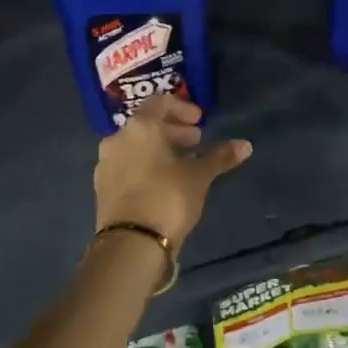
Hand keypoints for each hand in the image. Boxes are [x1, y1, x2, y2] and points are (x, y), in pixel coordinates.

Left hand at [93, 96, 251, 246]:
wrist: (130, 244)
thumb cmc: (167, 198)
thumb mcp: (199, 176)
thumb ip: (219, 157)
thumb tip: (245, 145)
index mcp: (139, 128)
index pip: (159, 102)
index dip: (182, 108)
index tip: (200, 121)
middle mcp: (117, 139)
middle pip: (147, 125)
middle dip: (173, 130)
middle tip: (197, 141)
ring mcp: (106, 164)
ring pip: (136, 146)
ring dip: (160, 148)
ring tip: (184, 163)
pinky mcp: (103, 187)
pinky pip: (128, 165)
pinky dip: (146, 164)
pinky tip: (164, 181)